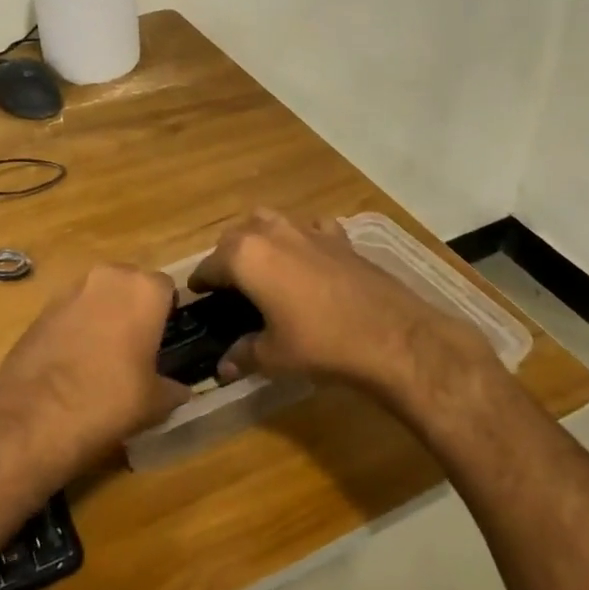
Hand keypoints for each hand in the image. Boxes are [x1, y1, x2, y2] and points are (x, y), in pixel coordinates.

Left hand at [0, 264, 193, 489]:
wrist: (34, 417)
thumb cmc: (108, 400)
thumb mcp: (155, 403)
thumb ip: (173, 389)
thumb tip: (180, 390)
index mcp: (142, 290)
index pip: (166, 287)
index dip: (167, 312)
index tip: (165, 338)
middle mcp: (107, 277)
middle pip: (130, 284)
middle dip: (134, 307)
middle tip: (137, 345)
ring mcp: (70, 289)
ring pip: (98, 294)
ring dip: (104, 314)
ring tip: (104, 354)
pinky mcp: (42, 308)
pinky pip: (72, 309)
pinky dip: (77, 326)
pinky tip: (75, 359)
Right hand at [188, 210, 493, 403]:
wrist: (391, 336)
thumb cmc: (320, 344)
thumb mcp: (274, 357)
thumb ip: (243, 355)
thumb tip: (223, 367)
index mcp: (245, 256)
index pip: (209, 265)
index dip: (201, 282)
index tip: (197, 294)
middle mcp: (271, 232)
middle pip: (236, 236)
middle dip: (227, 257)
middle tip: (229, 286)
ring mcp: (307, 229)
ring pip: (269, 222)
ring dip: (259, 239)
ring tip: (263, 266)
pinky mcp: (338, 237)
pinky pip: (310, 228)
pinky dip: (302, 238)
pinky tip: (309, 258)